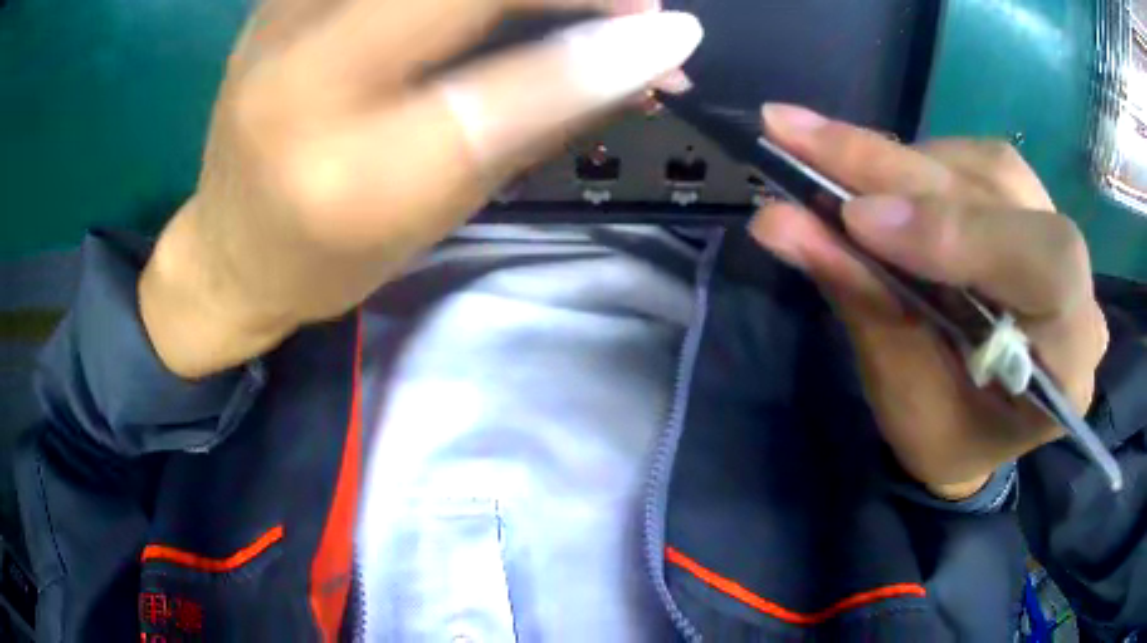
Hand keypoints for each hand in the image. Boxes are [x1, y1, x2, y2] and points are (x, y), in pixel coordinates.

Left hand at [140, 0, 700, 377]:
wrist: (228, 249)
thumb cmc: (329, 258)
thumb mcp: (435, 214)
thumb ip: (536, 124)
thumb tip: (640, 62)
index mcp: (351, 175)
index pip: (502, 86)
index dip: (601, 48)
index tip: (675, 33)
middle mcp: (305, 80)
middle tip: (631, 4)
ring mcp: (282, 20)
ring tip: (580, 6)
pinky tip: (492, 13)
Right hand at [751, 105, 1109, 499]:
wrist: (974, 424)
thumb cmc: (946, 434)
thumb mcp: (903, 394)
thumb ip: (863, 301)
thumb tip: (780, 221)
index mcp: (1069, 362)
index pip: (1048, 269)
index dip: (959, 231)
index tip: (859, 221)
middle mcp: (1077, 287)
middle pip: (1001, 197)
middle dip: (894, 169)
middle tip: (795, 137)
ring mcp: (1053, 235)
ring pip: (983, 167)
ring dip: (896, 160)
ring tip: (820, 154)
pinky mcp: (1025, 206)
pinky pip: (971, 162)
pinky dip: (913, 163)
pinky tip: (872, 176)